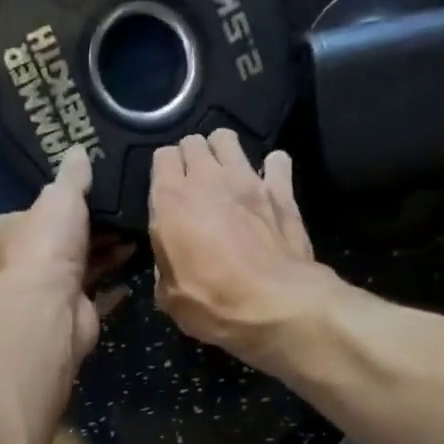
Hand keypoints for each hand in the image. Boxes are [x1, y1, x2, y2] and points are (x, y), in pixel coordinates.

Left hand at [0, 146, 131, 358]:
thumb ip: (72, 176)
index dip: (59, 203)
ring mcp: (49, 290)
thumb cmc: (47, 243)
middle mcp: (24, 261)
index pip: (32, 212)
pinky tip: (137, 262)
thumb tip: (77, 149)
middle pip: (62, 239)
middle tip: (123, 209)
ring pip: (83, 264)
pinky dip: (116, 281)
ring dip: (108, 251)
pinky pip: (100, 291)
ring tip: (138, 231)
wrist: (53, 306)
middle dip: (92, 228)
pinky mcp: (73, 311)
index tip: (90, 192)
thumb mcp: (60, 196)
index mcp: (9, 232)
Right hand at [150, 131, 329, 360]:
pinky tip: (267, 185)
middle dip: (191, 158)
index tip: (167, 195)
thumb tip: (170, 257)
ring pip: (227, 138)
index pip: (161, 157)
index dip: (164, 173)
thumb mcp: (169, 296)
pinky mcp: (282, 189)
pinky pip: (276, 160)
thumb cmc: (213, 303)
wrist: (275, 305)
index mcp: (171, 201)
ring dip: (223, 153)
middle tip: (195, 186)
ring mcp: (247, 178)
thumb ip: (164, 265)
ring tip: (225, 177)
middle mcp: (207, 178)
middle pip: (193, 142)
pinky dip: (270, 169)